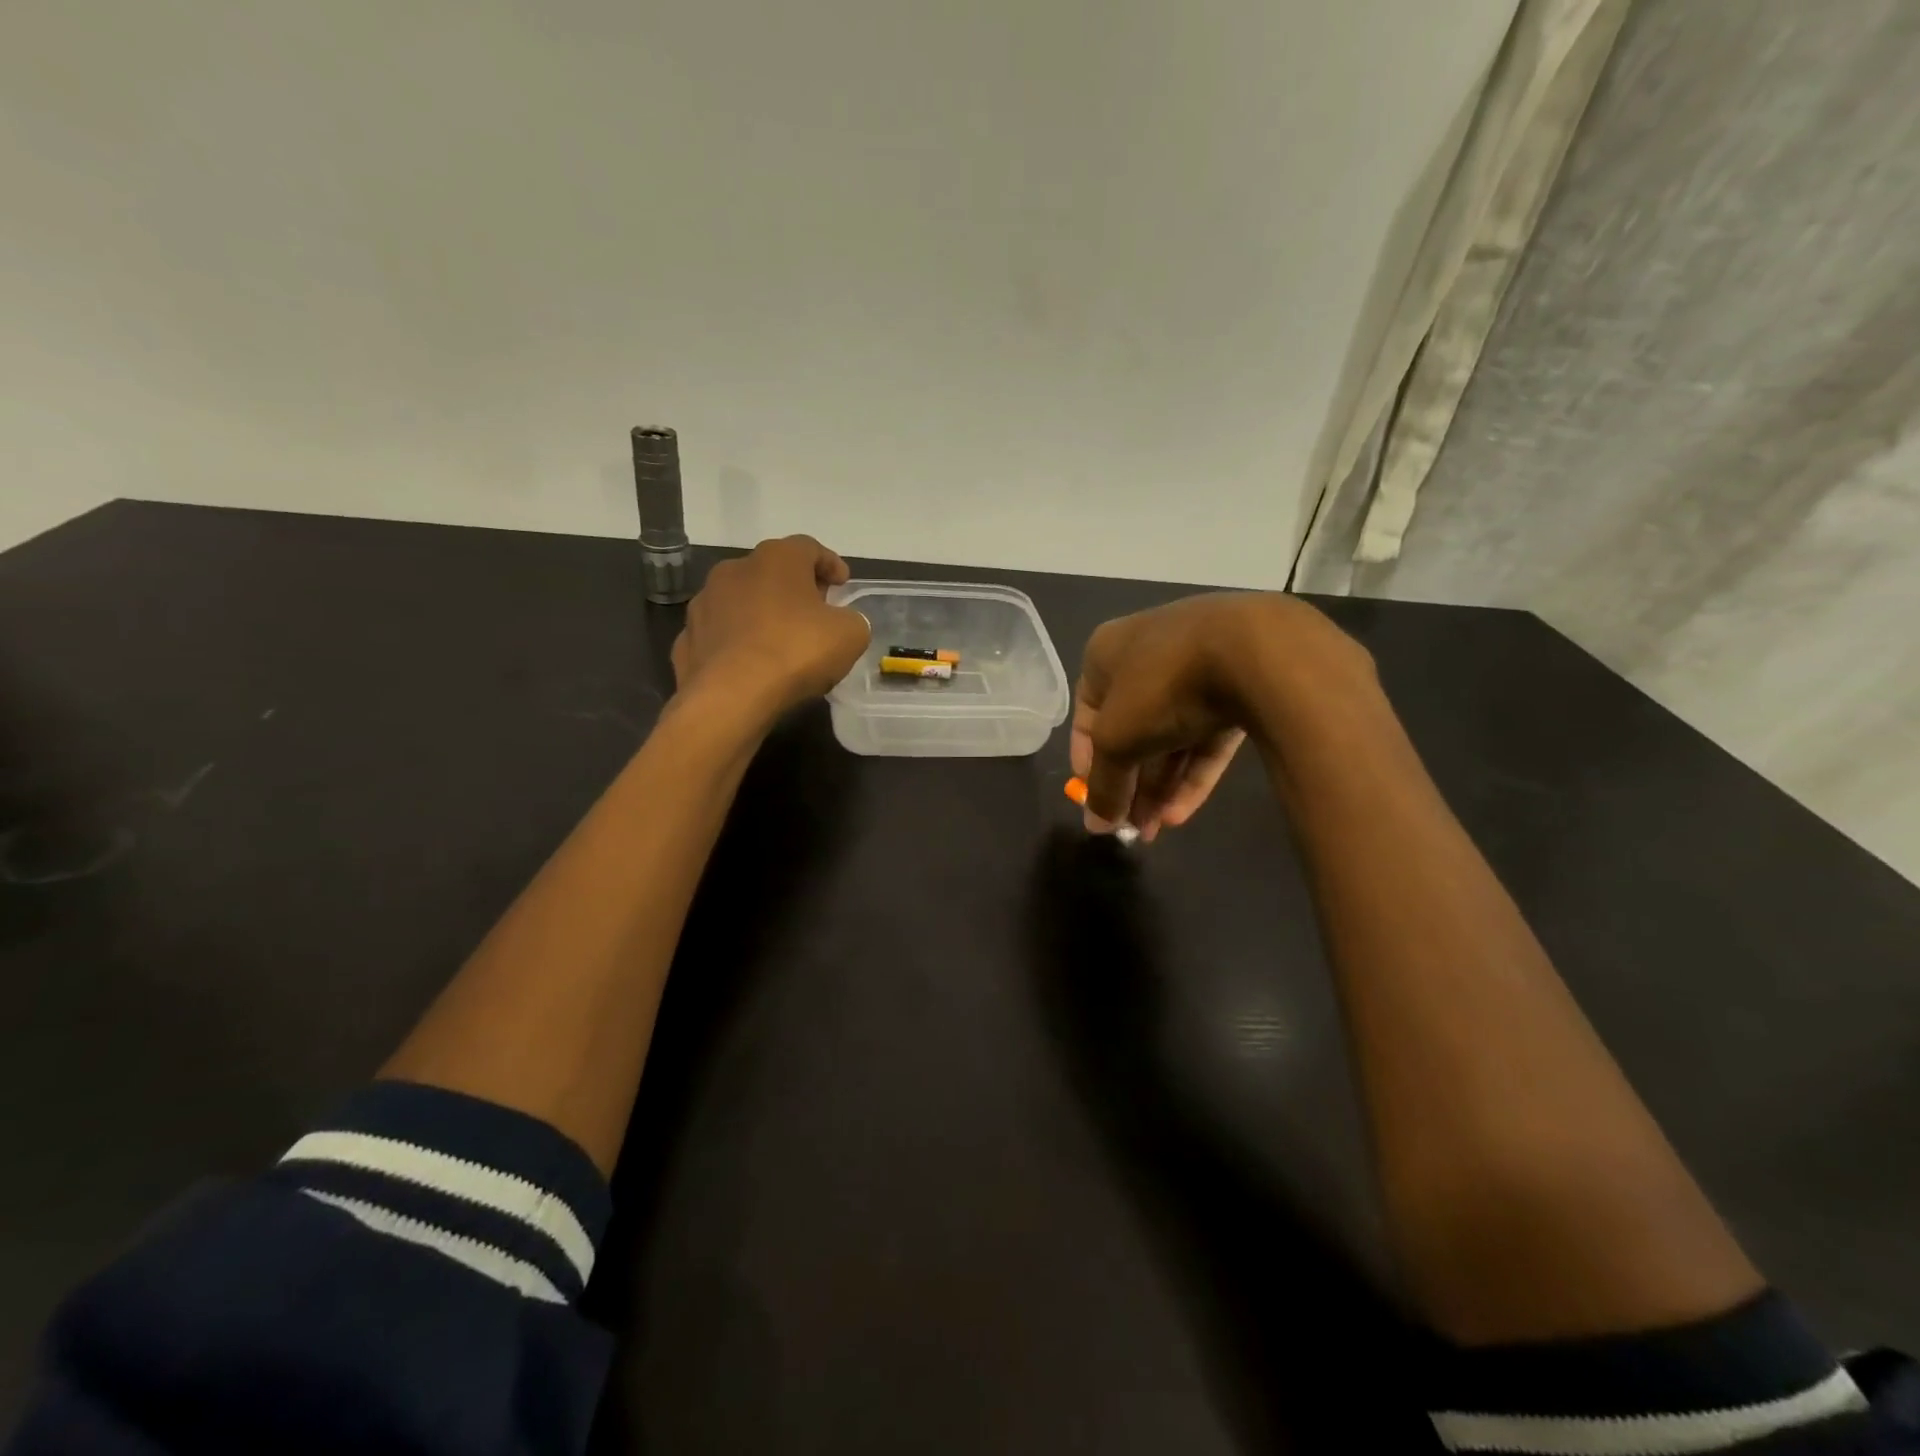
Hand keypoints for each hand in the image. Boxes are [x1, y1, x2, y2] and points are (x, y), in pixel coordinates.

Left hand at [673, 536, 870, 719]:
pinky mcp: (687, 639)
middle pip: (772, 571)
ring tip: (781, 641)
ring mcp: (704, 603)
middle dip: (795, 587)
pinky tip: (750, 662)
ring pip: (742, 601)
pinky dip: (737, 641)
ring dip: (762, 613)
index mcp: (776, 559)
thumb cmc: (796, 652)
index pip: (809, 547)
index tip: (843, 584)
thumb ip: (851, 620)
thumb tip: (841, 622)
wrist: (730, 696)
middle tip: (815, 611)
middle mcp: (734, 570)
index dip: (830, 563)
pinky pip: (720, 634)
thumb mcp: (850, 635)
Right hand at [1071, 592, 1371, 836]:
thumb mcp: (1116, 740)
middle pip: (1132, 731)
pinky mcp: (1240, 689)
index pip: (1088, 715)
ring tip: (1154, 831)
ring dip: (1159, 787)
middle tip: (1128, 828)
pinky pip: (1207, 737)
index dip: (1087, 762)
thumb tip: (1095, 825)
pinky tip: (1181, 814)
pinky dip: (1193, 774)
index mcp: (1107, 653)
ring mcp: (1199, 670)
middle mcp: (1149, 656)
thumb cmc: (1160, 686)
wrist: (1256, 651)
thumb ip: (1102, 784)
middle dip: (1130, 783)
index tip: (1093, 801)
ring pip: (1171, 738)